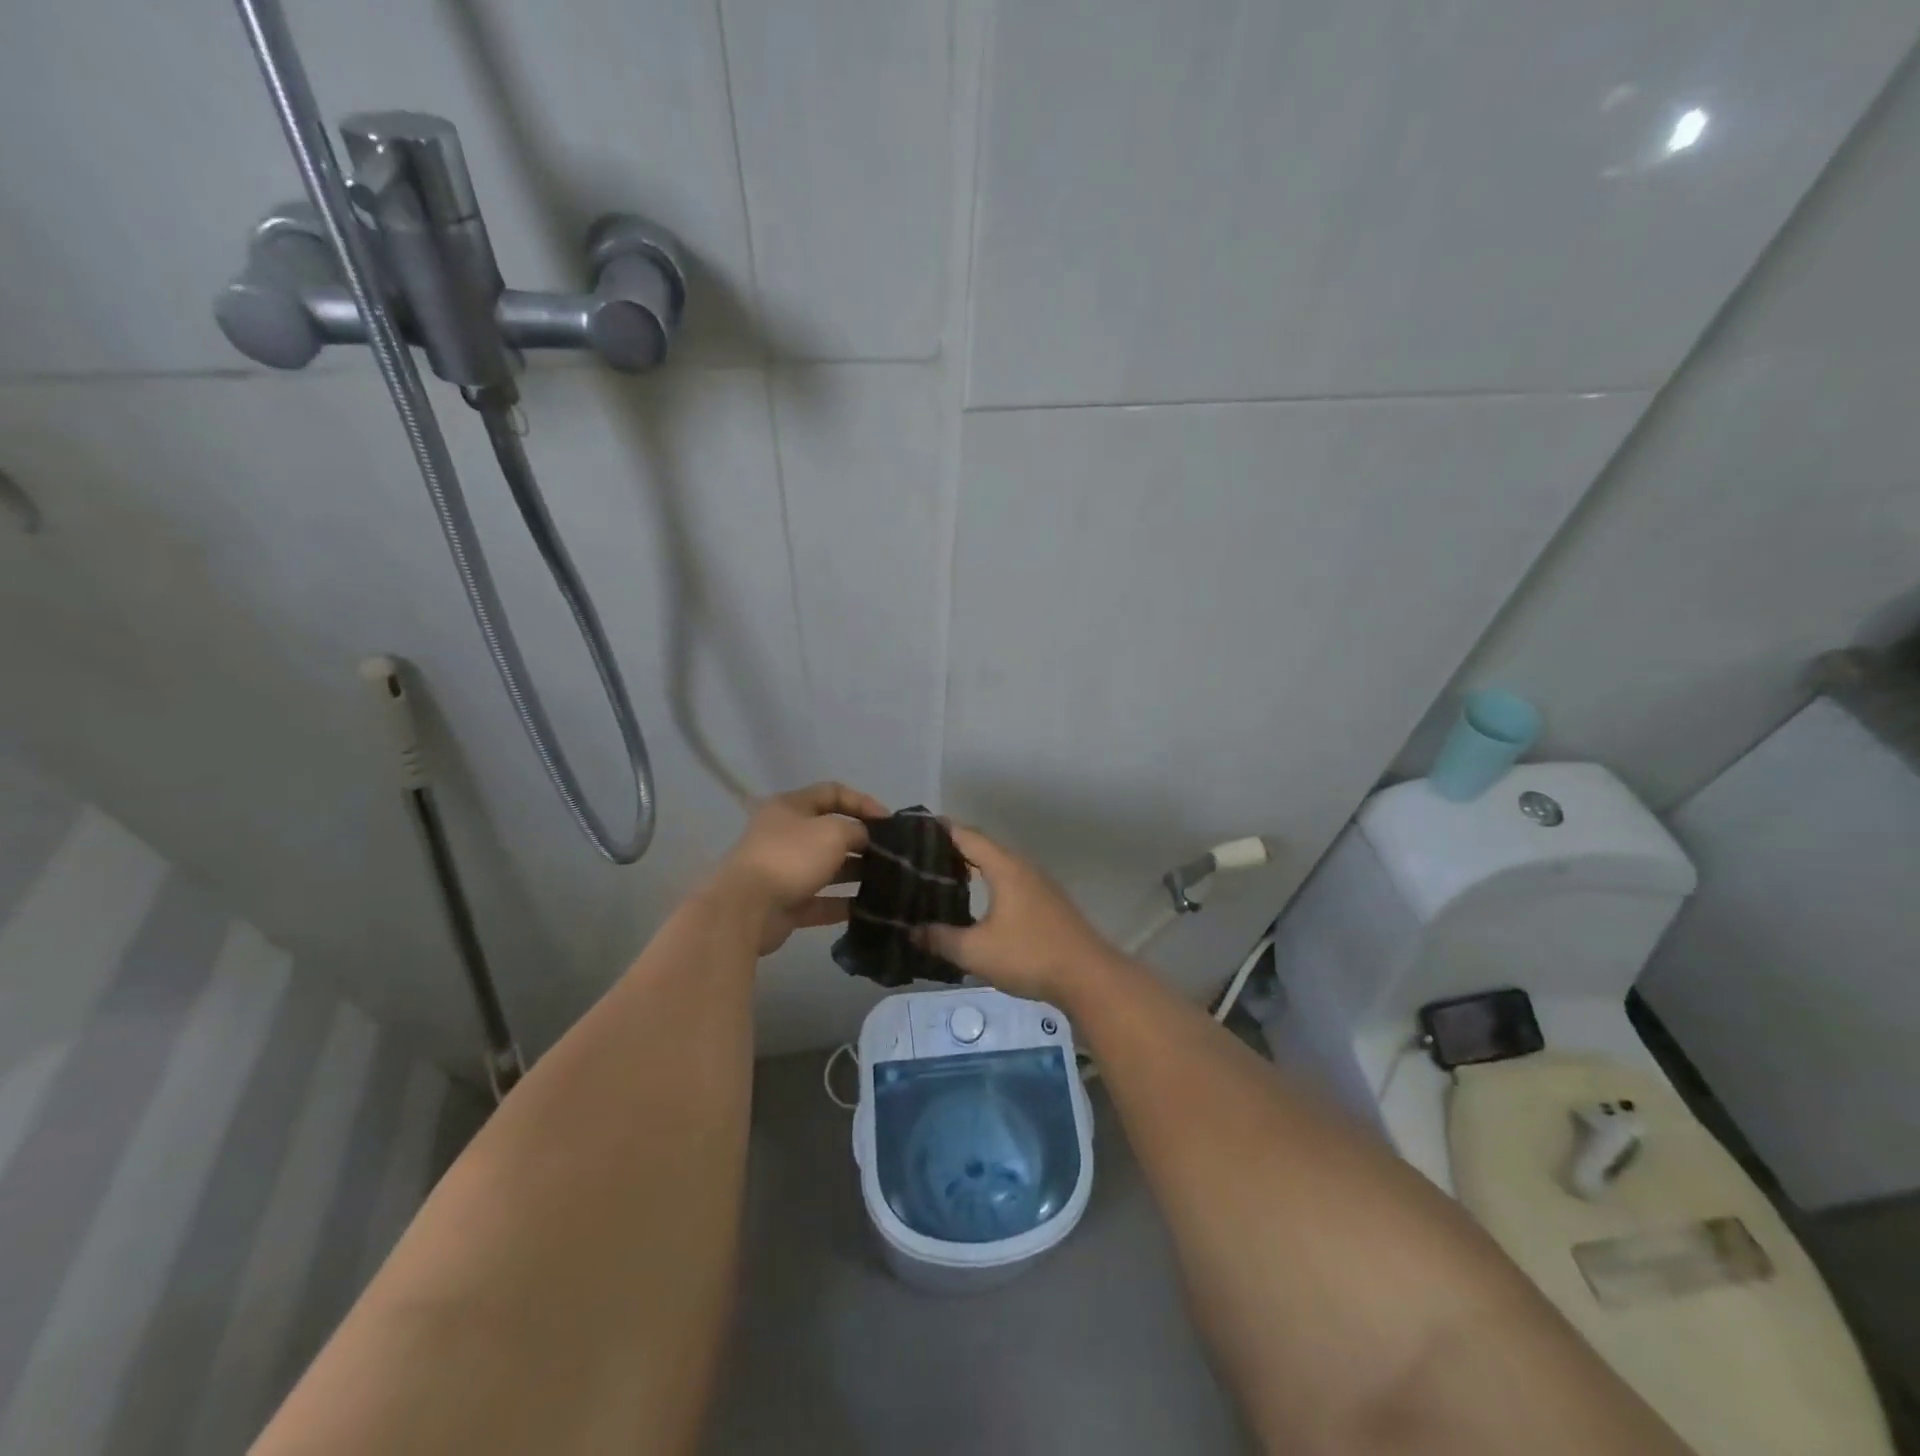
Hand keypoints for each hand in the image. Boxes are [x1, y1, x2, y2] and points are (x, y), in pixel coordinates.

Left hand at [714, 781, 887, 955]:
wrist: (746, 908)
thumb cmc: (791, 857)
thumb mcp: (833, 832)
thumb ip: (857, 830)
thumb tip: (864, 839)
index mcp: (791, 807)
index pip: (832, 792)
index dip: (863, 802)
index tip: (889, 821)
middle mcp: (785, 834)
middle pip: (830, 831)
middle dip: (861, 840)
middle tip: (890, 853)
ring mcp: (784, 870)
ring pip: (827, 868)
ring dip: (855, 873)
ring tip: (886, 880)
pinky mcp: (785, 903)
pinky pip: (821, 901)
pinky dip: (843, 904)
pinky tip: (869, 909)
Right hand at [918, 826, 1118, 1004]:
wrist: (1088, 977)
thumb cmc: (1029, 955)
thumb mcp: (975, 951)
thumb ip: (940, 938)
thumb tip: (911, 931)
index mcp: (1005, 868)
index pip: (967, 836)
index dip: (941, 831)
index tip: (915, 831)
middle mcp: (1023, 867)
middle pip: (983, 848)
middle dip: (953, 850)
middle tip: (920, 860)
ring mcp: (1039, 885)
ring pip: (998, 866)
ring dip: (972, 869)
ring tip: (942, 880)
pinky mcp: (1047, 904)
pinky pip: (1010, 882)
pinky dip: (988, 884)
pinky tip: (976, 904)